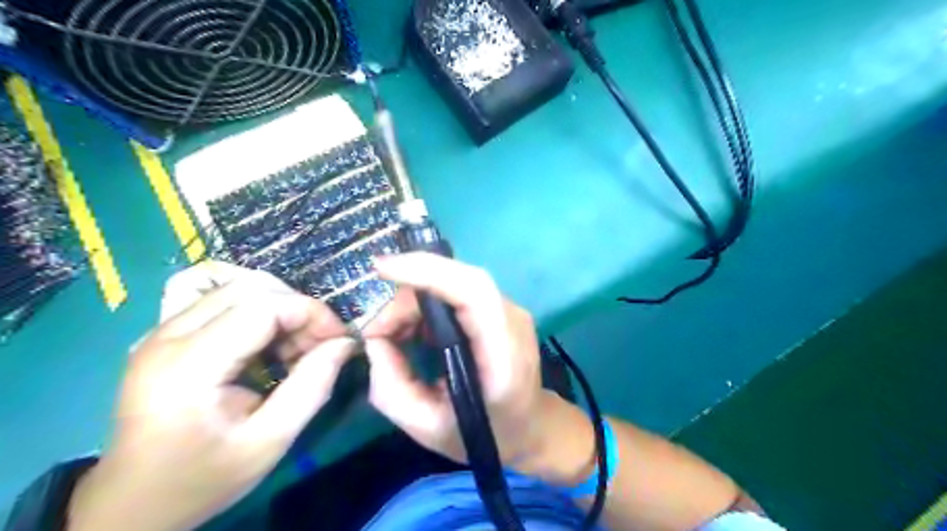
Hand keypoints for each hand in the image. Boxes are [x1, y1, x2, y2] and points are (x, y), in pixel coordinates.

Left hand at [66, 269, 355, 530]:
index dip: (311, 312)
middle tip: (320, 343)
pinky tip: (269, 344)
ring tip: (296, 345)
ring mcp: (161, 331)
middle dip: (298, 307)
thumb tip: (345, 343)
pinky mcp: (165, 334)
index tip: (339, 338)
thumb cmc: (204, 478)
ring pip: (237, 287)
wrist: (133, 502)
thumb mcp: (269, 442)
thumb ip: (312, 387)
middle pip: (250, 288)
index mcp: (188, 366)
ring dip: (280, 308)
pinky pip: (222, 301)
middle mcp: (167, 336)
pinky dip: (259, 312)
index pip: (263, 306)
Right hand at [363, 253, 590, 480]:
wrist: (530, 427)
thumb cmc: (484, 434)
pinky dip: (426, 306)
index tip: (382, 269)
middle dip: (408, 295)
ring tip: (391, 334)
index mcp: (504, 354)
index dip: (428, 270)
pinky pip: (457, 293)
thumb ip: (391, 388)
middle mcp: (512, 320)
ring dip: (414, 301)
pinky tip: (411, 331)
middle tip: (377, 330)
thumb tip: (374, 340)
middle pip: (458, 281)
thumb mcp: (427, 428)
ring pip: (454, 283)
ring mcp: (509, 310)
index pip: (474, 291)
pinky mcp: (499, 309)